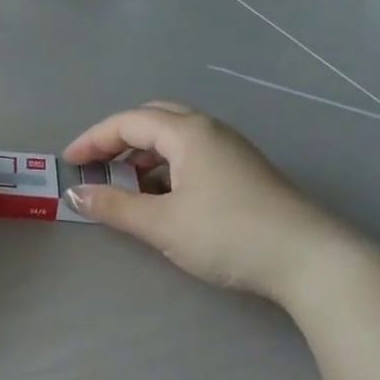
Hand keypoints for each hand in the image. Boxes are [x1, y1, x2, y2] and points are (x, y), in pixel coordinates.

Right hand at [63, 103, 347, 300]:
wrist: (310, 259)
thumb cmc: (228, 234)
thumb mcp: (162, 224)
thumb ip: (115, 207)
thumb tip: (75, 194)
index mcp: (188, 132)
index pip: (128, 121)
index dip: (93, 139)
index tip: (68, 162)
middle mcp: (210, 130)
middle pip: (153, 119)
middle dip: (119, 139)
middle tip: (97, 165)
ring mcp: (232, 150)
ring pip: (176, 138)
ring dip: (144, 155)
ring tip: (126, 185)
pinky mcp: (245, 172)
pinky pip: (194, 155)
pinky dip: (167, 168)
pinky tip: (164, 198)